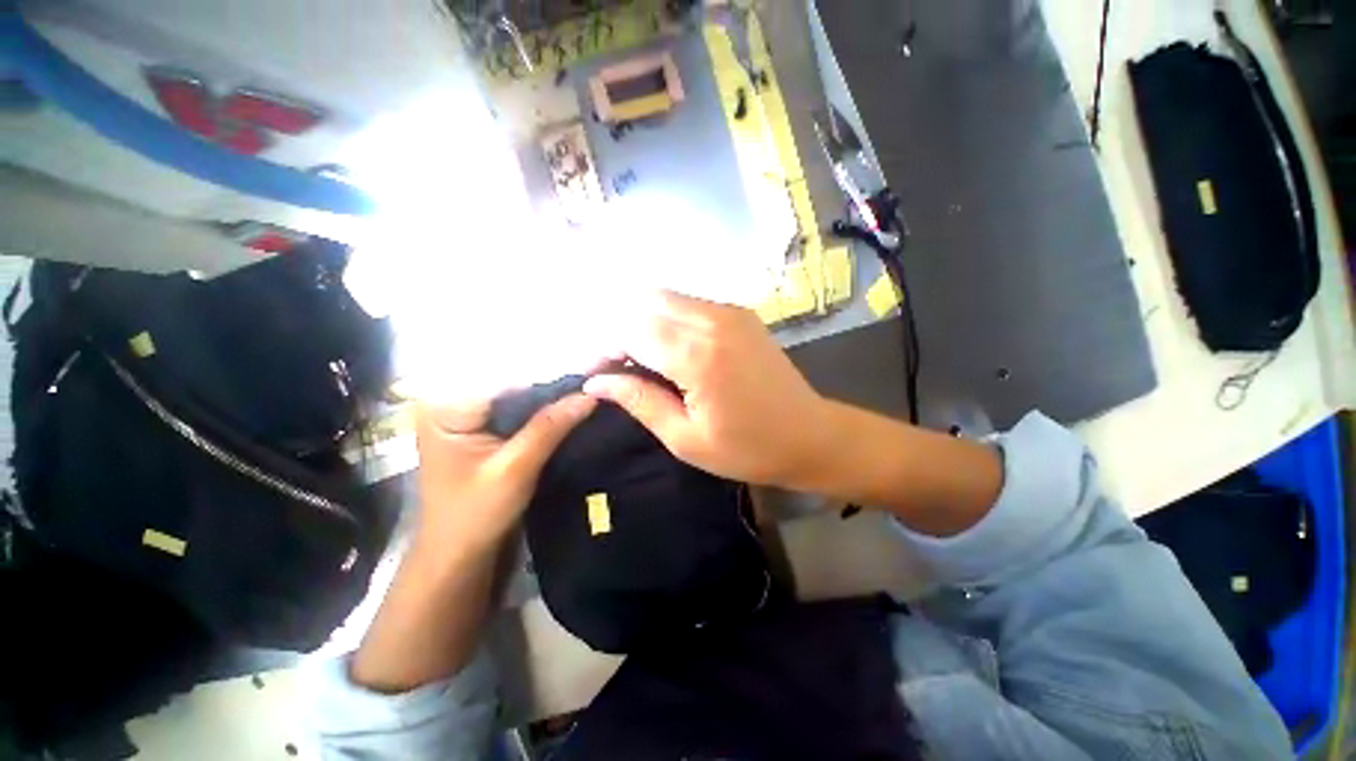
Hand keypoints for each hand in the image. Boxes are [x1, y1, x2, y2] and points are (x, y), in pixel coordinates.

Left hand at [414, 393, 595, 554]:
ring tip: (585, 389)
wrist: (457, 551)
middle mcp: (450, 400)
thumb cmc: (475, 515)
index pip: (505, 379)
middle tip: (592, 382)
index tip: (588, 376)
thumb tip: (590, 395)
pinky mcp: (479, 424)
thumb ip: (550, 427)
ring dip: (549, 396)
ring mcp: (464, 411)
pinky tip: (567, 405)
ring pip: (516, 393)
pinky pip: (515, 406)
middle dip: (551, 384)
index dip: (549, 378)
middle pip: (510, 382)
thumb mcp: (515, 469)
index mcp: (444, 407)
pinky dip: (541, 408)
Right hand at [583, 291, 832, 488]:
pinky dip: (665, 318)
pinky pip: (687, 302)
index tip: (591, 371)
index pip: (630, 330)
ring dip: (641, 321)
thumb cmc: (748, 449)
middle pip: (644, 303)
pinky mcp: (739, 312)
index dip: (603, 347)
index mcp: (697, 356)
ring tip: (636, 358)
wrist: (810, 435)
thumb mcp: (686, 439)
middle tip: (614, 365)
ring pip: (664, 297)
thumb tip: (597, 381)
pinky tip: (666, 348)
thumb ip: (639, 401)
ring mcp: (729, 311)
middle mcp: (711, 320)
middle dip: (618, 330)